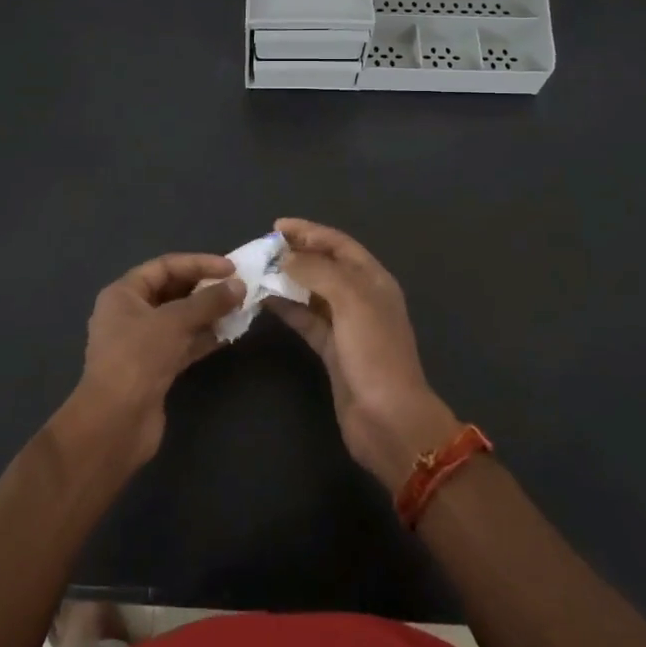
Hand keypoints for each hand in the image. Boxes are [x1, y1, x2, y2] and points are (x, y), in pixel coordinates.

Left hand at [68, 253, 242, 468]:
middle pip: (172, 292)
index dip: (198, 263)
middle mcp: (129, 314)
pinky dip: (204, 338)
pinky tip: (229, 335)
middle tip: (238, 288)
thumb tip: (239, 286)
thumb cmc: (138, 358)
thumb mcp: (174, 322)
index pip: (164, 267)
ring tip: (240, 309)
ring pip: (180, 320)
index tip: (230, 268)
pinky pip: (183, 344)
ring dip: (208, 314)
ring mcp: (141, 344)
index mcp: (123, 294)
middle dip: (204, 289)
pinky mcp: (154, 369)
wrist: (116, 422)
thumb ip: (208, 301)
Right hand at [264, 219, 459, 490]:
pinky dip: (287, 308)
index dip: (310, 231)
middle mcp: (361, 297)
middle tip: (262, 249)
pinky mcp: (332, 350)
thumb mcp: (351, 302)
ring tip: (257, 271)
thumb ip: (318, 272)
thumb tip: (286, 258)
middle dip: (297, 253)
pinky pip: (306, 319)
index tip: (277, 226)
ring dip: (288, 280)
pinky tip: (265, 301)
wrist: (388, 419)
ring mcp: (347, 325)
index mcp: (373, 280)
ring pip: (313, 292)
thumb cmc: (374, 353)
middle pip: (325, 265)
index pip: (339, 244)